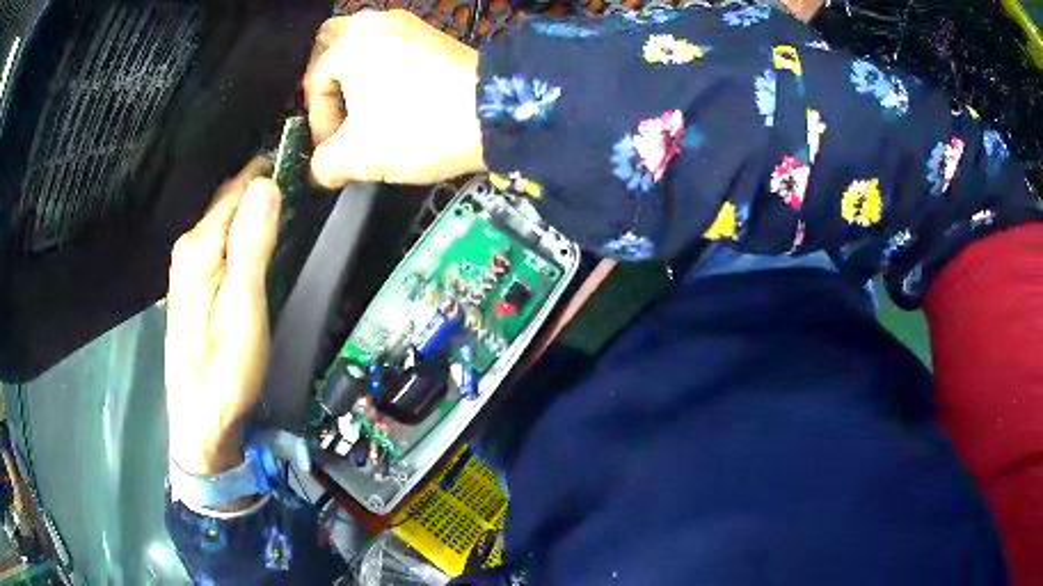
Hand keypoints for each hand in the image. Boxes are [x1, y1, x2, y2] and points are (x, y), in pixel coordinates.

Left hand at [165, 159, 280, 475]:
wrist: (201, 421)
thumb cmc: (225, 370)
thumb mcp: (243, 310)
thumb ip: (251, 246)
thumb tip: (266, 184)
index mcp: (199, 247)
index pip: (236, 188)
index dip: (267, 169)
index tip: (302, 154)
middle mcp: (189, 248)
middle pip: (227, 200)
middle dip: (261, 183)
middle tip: (302, 174)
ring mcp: (188, 267)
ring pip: (224, 219)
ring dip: (253, 204)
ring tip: (288, 193)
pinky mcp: (194, 284)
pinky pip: (221, 239)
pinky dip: (242, 227)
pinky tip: (259, 231)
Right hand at [305, 10, 484, 185]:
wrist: (496, 112)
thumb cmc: (420, 125)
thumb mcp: (358, 156)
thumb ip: (325, 165)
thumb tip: (323, 169)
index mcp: (350, 41)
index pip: (315, 84)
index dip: (318, 125)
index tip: (332, 152)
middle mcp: (378, 22)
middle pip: (335, 51)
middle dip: (329, 88)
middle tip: (335, 119)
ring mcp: (410, 25)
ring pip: (366, 50)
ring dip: (356, 82)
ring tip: (364, 117)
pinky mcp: (435, 38)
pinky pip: (394, 52)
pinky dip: (385, 75)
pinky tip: (395, 104)